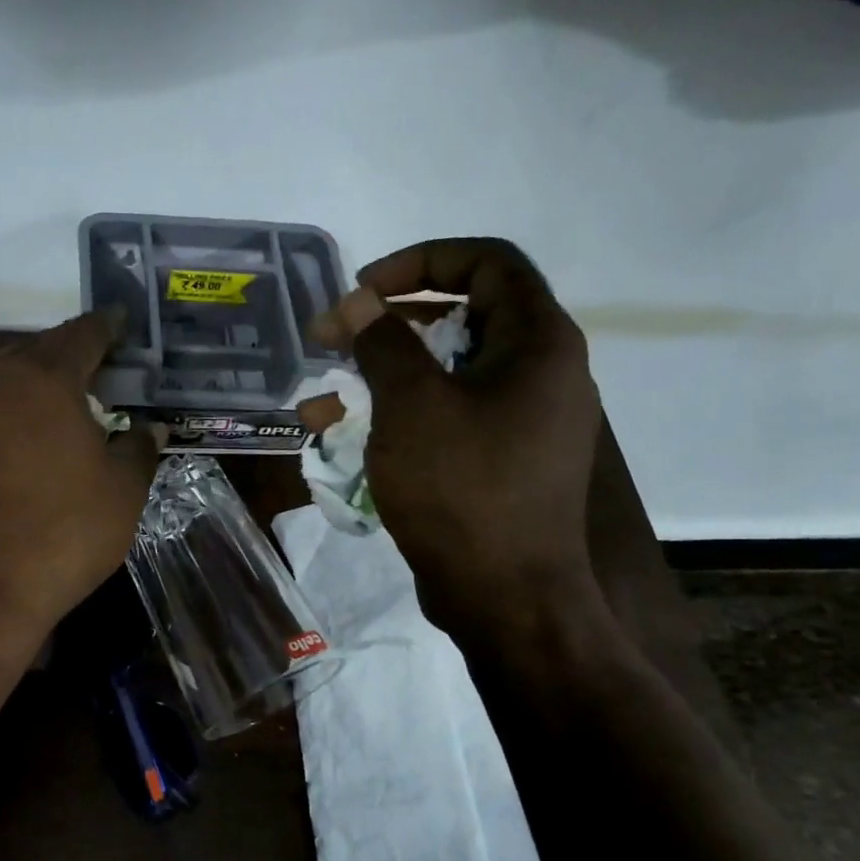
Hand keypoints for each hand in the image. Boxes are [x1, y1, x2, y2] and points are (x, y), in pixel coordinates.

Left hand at [0, 310, 158, 628]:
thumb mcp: (122, 494)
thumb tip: (149, 429)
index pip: (81, 334)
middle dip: (59, 363)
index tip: (120, 322)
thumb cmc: (61, 534)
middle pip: (30, 356)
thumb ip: (138, 450)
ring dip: (16, 396)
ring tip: (39, 422)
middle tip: (85, 380)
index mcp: (41, 378)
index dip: (106, 327)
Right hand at [314, 238, 603, 628]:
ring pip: (443, 377)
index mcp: (537, 344)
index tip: (363, 289)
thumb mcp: (412, 406)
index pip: (487, 263)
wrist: (505, 598)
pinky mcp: (497, 463)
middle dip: (386, 325)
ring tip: (321, 402)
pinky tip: (343, 441)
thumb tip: (356, 302)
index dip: (420, 262)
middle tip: (330, 339)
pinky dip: (397, 420)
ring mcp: (519, 423)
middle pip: (460, 319)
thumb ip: (383, 342)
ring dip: (380, 380)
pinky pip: (444, 421)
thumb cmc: (463, 490)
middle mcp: (538, 374)